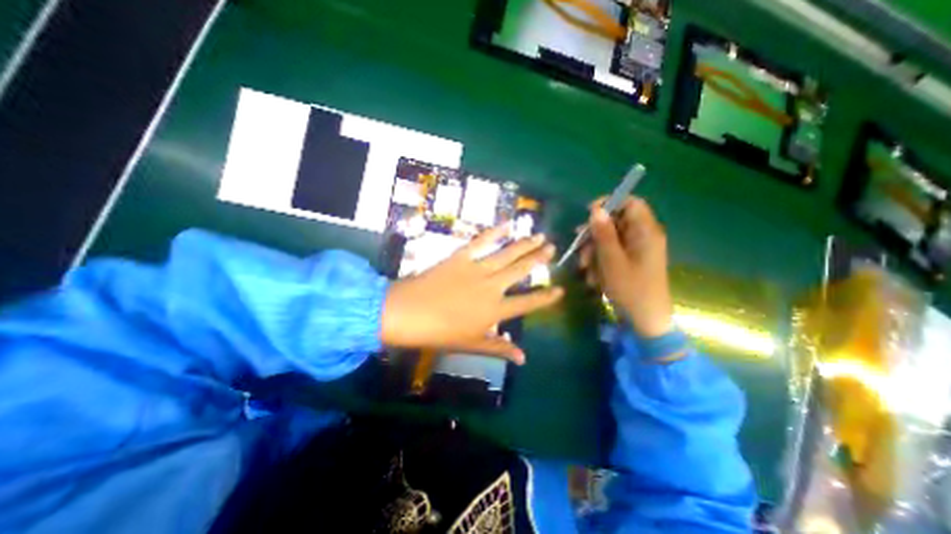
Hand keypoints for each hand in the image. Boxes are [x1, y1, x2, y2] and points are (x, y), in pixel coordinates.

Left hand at [380, 226, 558, 361]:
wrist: (408, 312)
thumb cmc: (439, 333)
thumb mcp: (471, 344)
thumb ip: (499, 348)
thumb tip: (523, 358)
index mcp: (495, 310)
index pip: (528, 303)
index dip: (546, 297)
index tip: (560, 289)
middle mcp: (492, 287)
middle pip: (521, 270)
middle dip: (539, 259)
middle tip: (552, 248)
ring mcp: (477, 269)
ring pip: (507, 253)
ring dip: (524, 244)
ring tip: (539, 235)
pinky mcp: (462, 257)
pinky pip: (482, 241)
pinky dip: (495, 232)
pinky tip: (506, 224)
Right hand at [579, 195, 674, 337]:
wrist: (645, 320)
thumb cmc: (630, 289)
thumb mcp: (611, 260)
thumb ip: (603, 233)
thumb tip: (595, 209)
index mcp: (646, 231)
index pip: (630, 202)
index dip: (609, 203)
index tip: (588, 215)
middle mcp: (644, 236)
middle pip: (616, 222)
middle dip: (595, 235)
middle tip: (580, 249)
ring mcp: (639, 250)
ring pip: (611, 239)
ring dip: (594, 251)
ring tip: (586, 268)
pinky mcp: (633, 261)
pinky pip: (614, 253)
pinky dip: (601, 261)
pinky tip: (594, 277)